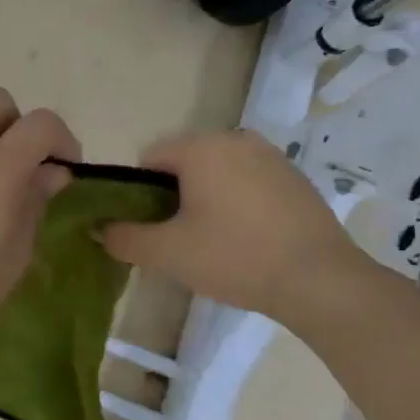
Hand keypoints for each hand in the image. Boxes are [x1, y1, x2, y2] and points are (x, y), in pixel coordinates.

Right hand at [99, 131, 367, 322]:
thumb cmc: (235, 258)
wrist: (321, 280)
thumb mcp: (168, 253)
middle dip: (174, 196)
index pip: (149, 160)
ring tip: (213, 241)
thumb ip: (124, 237)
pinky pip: (248, 181)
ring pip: (217, 172)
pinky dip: (237, 201)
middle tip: (178, 239)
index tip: (150, 228)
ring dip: (206, 198)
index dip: (139, 194)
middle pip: (183, 163)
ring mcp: (270, 155)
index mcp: (201, 147)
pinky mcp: (295, 176)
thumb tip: (98, 228)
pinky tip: (247, 238)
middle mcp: (235, 138)